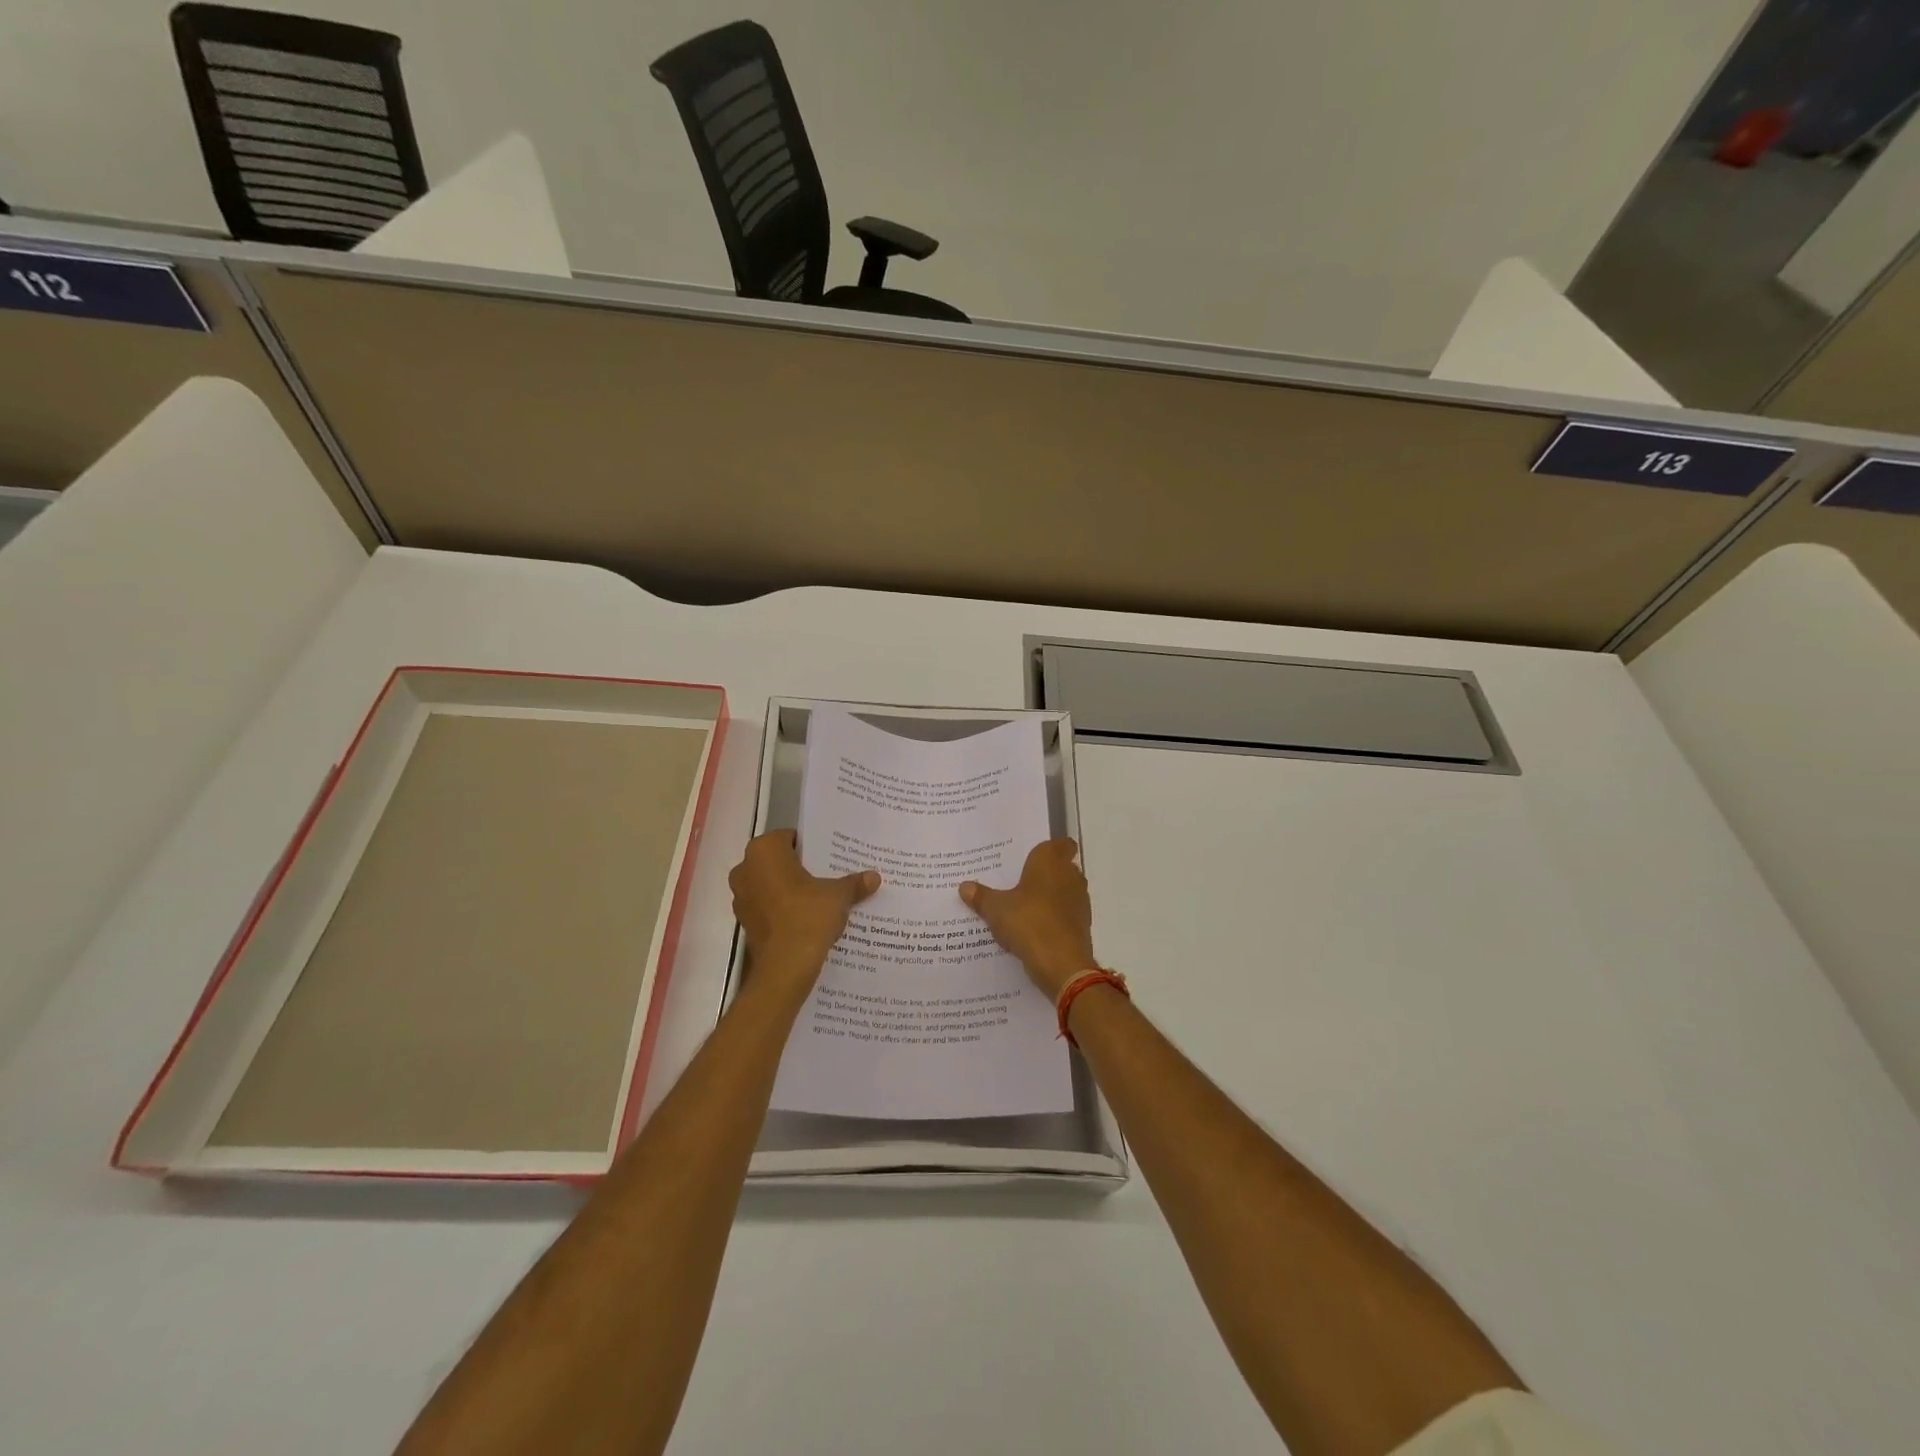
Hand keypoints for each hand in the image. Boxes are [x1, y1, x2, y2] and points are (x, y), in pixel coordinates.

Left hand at [729, 831, 879, 996]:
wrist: (785, 967)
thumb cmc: (808, 916)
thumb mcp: (838, 895)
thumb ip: (854, 883)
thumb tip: (874, 877)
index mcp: (764, 851)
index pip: (790, 838)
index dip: (812, 846)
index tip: (831, 856)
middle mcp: (745, 869)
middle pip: (779, 861)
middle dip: (801, 868)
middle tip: (829, 874)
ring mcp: (741, 897)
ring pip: (771, 885)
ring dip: (791, 890)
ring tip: (821, 898)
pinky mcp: (745, 923)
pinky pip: (768, 907)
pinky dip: (784, 910)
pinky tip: (808, 918)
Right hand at [959, 839, 1095, 999]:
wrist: (1061, 963)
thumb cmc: (1028, 921)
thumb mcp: (996, 909)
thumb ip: (981, 896)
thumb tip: (964, 887)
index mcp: (1051, 861)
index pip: (1061, 844)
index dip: (1050, 848)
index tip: (1032, 857)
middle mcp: (1070, 876)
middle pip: (1061, 868)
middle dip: (1044, 874)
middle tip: (1017, 881)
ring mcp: (1080, 901)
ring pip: (1064, 892)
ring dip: (1049, 898)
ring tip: (1022, 907)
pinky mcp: (1082, 925)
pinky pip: (1065, 915)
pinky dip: (1054, 919)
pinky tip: (1033, 929)